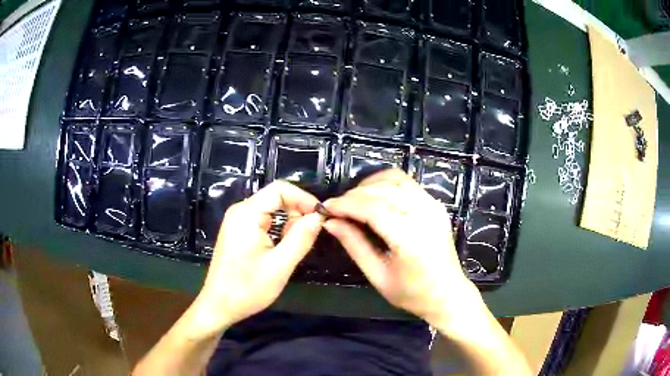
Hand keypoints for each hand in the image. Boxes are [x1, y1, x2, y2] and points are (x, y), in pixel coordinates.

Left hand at [193, 181, 323, 334]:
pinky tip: (283, 248)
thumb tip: (319, 216)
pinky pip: (264, 221)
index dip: (304, 198)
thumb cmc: (247, 288)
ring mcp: (238, 221)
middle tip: (312, 234)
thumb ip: (301, 237)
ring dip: (289, 223)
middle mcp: (240, 211)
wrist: (219, 306)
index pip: (280, 189)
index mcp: (246, 213)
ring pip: (272, 210)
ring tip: (297, 245)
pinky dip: (279, 229)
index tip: (320, 216)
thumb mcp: (279, 265)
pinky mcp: (239, 232)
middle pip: (276, 197)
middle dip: (298, 211)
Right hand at [323, 169, 481, 328]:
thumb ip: (354, 245)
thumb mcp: (378, 276)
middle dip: (354, 194)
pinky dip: (386, 183)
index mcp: (410, 239)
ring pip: (396, 179)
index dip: (347, 204)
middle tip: (337, 207)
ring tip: (353, 201)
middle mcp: (425, 216)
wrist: (448, 294)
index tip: (326, 207)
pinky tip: (374, 196)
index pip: (373, 209)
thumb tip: (330, 222)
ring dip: (370, 185)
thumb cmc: (412, 293)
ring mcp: (433, 207)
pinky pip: (408, 183)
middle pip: (383, 190)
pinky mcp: (436, 204)